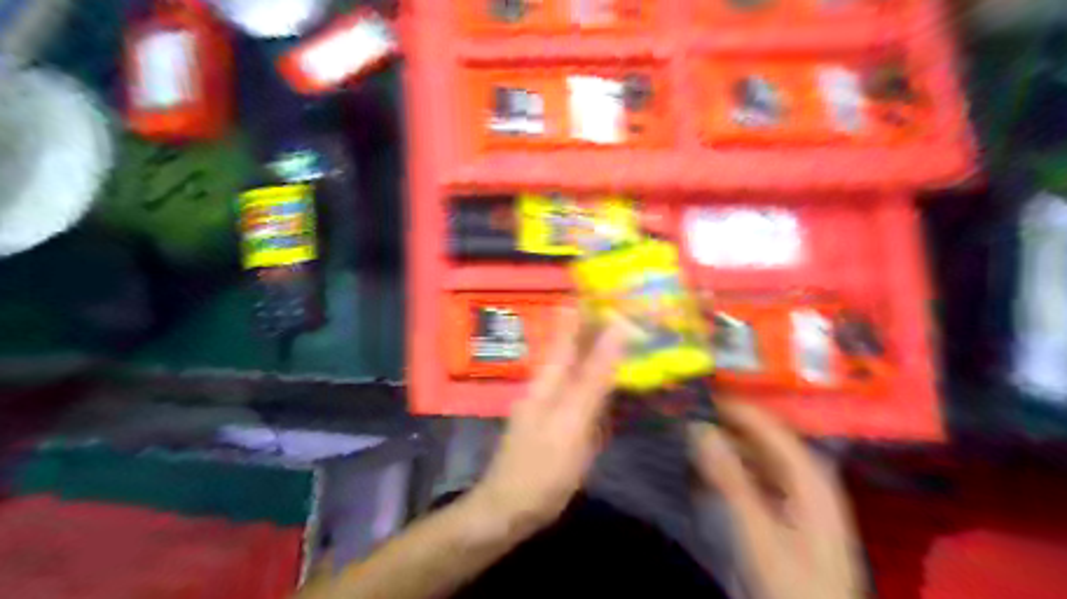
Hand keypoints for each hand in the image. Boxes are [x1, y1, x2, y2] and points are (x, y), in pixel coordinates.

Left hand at [470, 309, 627, 533]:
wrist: (510, 511)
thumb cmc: (540, 467)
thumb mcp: (571, 420)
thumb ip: (593, 376)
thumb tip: (617, 328)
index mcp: (549, 376)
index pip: (568, 328)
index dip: (586, 305)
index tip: (610, 285)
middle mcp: (551, 383)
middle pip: (577, 346)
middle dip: (601, 325)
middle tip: (634, 309)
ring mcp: (557, 404)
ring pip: (583, 368)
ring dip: (605, 351)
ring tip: (633, 336)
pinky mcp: (564, 424)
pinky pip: (587, 393)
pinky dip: (605, 382)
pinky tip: (620, 381)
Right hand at [693, 399, 864, 598]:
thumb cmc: (792, 586)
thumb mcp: (758, 533)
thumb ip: (729, 479)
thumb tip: (700, 429)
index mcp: (810, 477)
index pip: (769, 426)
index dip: (735, 408)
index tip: (698, 396)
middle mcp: (808, 478)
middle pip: (764, 439)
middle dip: (728, 425)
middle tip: (688, 415)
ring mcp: (799, 497)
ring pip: (758, 458)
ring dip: (727, 446)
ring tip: (692, 437)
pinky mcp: (787, 513)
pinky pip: (756, 478)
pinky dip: (732, 470)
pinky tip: (708, 470)